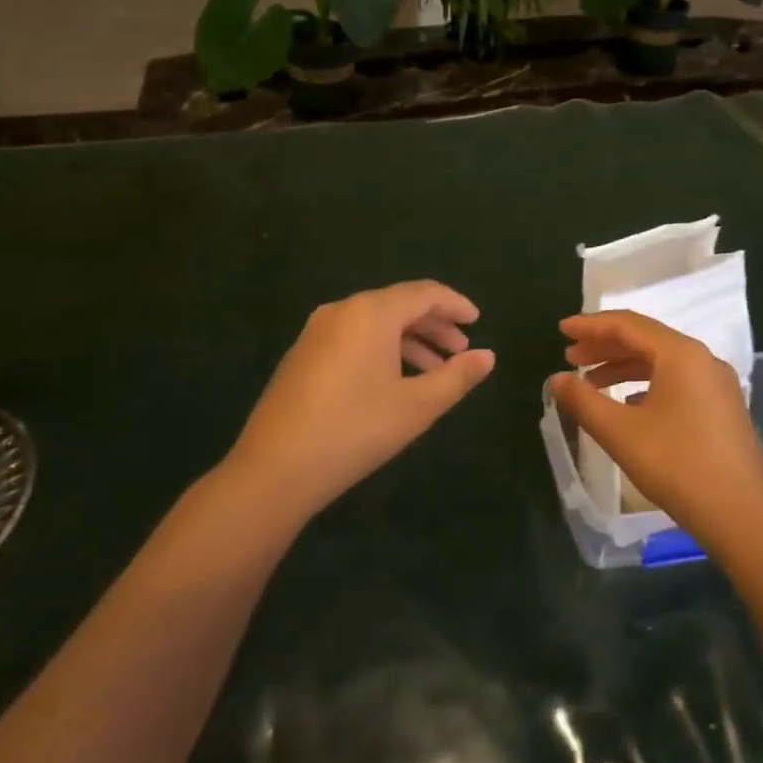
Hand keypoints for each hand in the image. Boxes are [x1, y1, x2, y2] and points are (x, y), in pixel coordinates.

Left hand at [224, 281, 495, 520]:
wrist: (275, 469)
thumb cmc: (355, 431)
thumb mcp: (417, 407)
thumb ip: (457, 377)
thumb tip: (488, 356)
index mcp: (371, 313)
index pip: (424, 293)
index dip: (455, 304)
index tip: (477, 322)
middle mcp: (342, 310)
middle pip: (398, 305)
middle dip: (434, 325)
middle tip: (461, 351)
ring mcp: (316, 331)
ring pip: (374, 323)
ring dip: (409, 341)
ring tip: (434, 372)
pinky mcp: (302, 354)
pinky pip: (353, 338)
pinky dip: (381, 350)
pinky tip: (394, 381)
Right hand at [549, 311, 762, 550]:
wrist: (742, 517)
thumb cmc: (677, 466)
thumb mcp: (620, 432)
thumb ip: (582, 400)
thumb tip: (556, 379)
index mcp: (680, 354)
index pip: (627, 324)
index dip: (590, 325)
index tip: (561, 330)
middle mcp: (702, 359)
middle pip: (645, 340)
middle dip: (604, 346)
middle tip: (570, 357)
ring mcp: (716, 384)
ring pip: (661, 362)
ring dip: (623, 367)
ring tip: (590, 384)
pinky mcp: (722, 408)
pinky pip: (676, 381)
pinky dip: (645, 384)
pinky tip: (626, 405)